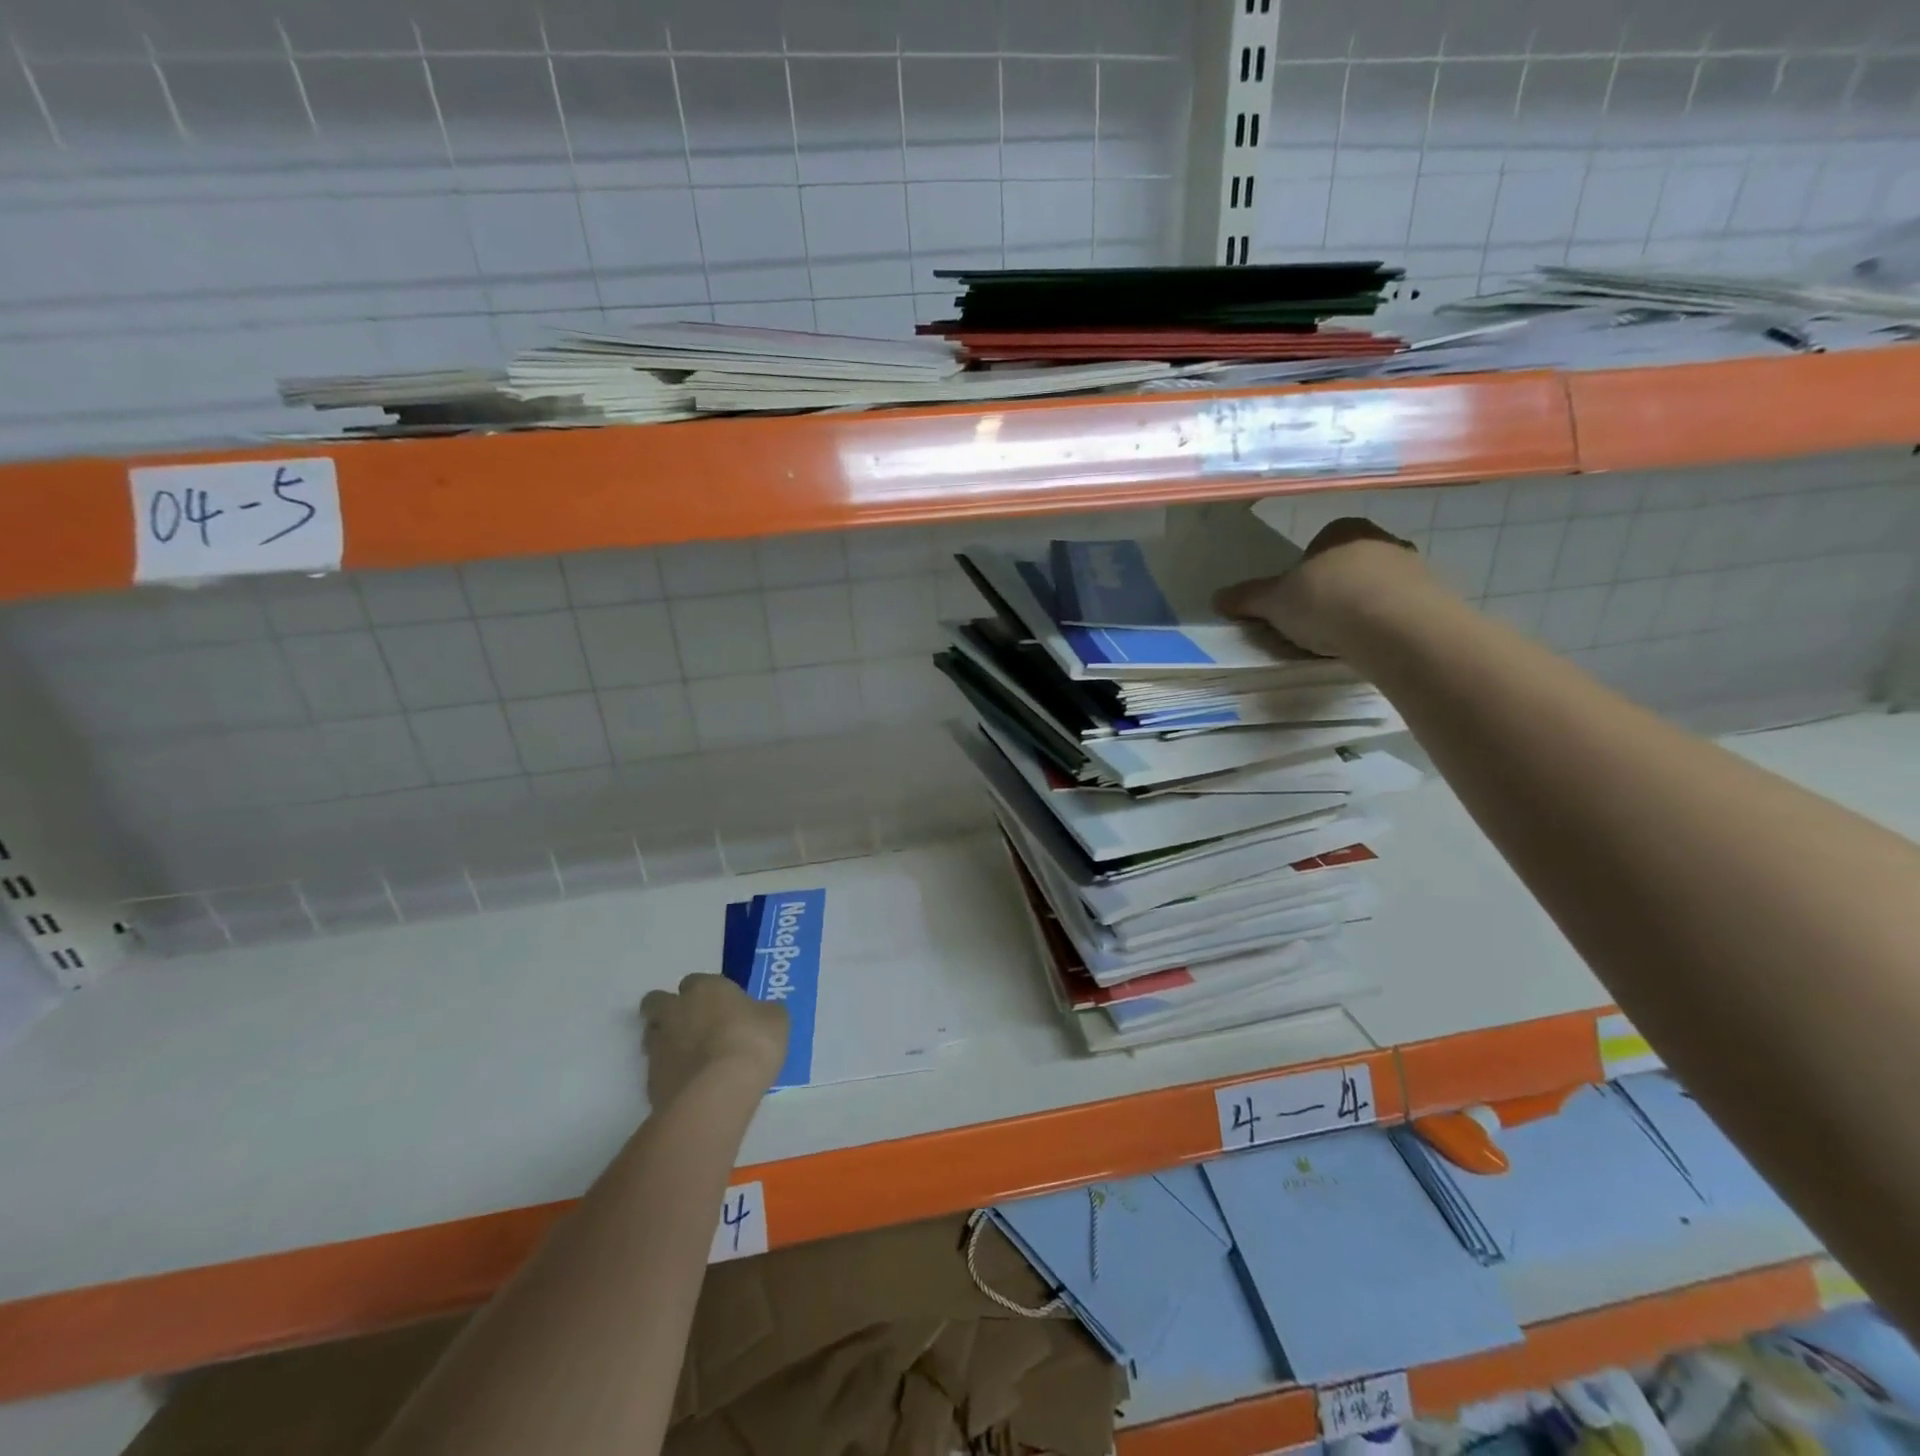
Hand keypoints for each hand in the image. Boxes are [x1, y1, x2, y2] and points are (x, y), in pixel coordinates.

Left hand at [640, 974, 788, 1106]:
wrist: (718, 1092)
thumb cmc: (752, 1043)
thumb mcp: (776, 1020)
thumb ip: (765, 1012)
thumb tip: (762, 1013)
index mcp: (705, 988)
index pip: (694, 981)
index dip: (704, 994)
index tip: (719, 1006)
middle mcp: (675, 1010)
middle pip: (656, 1002)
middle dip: (668, 1010)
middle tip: (690, 1026)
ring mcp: (658, 1045)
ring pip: (651, 1035)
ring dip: (665, 1041)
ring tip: (690, 1059)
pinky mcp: (650, 1080)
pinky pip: (656, 1070)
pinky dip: (669, 1074)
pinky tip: (689, 1086)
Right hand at [1214, 516, 1427, 656]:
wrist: (1398, 628)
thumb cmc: (1328, 601)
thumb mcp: (1275, 602)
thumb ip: (1248, 598)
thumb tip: (1216, 597)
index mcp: (1341, 530)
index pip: (1316, 547)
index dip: (1301, 574)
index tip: (1292, 602)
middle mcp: (1380, 540)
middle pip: (1346, 566)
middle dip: (1331, 590)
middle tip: (1313, 622)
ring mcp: (1412, 568)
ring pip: (1374, 587)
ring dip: (1358, 608)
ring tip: (1340, 638)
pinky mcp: (1432, 599)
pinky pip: (1397, 610)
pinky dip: (1381, 625)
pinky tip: (1368, 645)